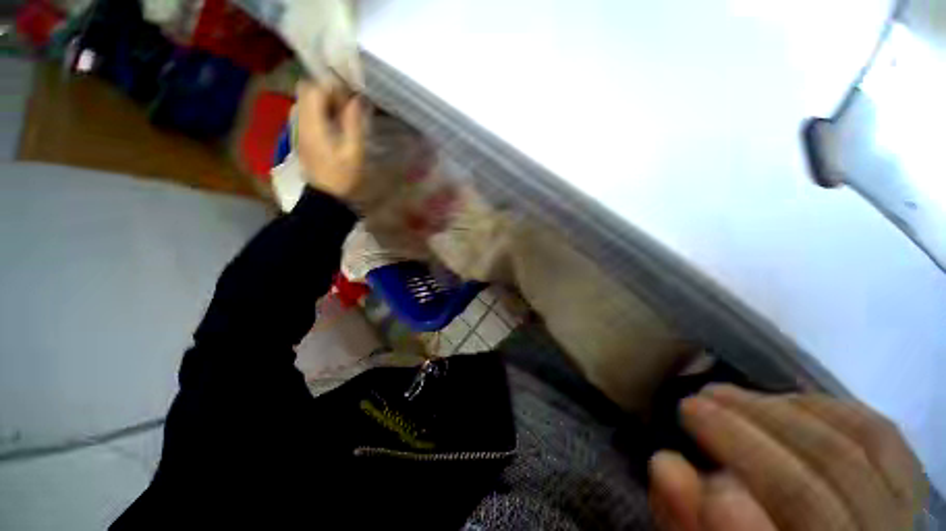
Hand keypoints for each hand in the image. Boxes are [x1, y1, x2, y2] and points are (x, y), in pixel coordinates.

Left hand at [296, 81, 363, 199]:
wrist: (326, 196)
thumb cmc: (342, 176)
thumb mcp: (354, 152)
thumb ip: (354, 124)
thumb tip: (357, 99)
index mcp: (312, 123)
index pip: (314, 88)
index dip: (333, 89)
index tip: (350, 102)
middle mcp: (299, 120)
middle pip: (306, 89)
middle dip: (327, 92)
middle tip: (346, 108)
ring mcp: (297, 128)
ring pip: (306, 100)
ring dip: (324, 102)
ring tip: (342, 116)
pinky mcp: (300, 135)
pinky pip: (307, 113)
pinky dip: (320, 112)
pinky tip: (334, 126)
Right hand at [649, 385, 926, 530]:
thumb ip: (682, 517)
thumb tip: (665, 465)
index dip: (734, 522)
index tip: (670, 460)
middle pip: (809, 498)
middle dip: (740, 440)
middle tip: (689, 405)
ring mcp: (895, 520)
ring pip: (845, 457)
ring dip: (773, 415)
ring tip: (724, 394)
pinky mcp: (907, 488)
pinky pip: (879, 436)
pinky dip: (826, 408)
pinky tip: (784, 400)